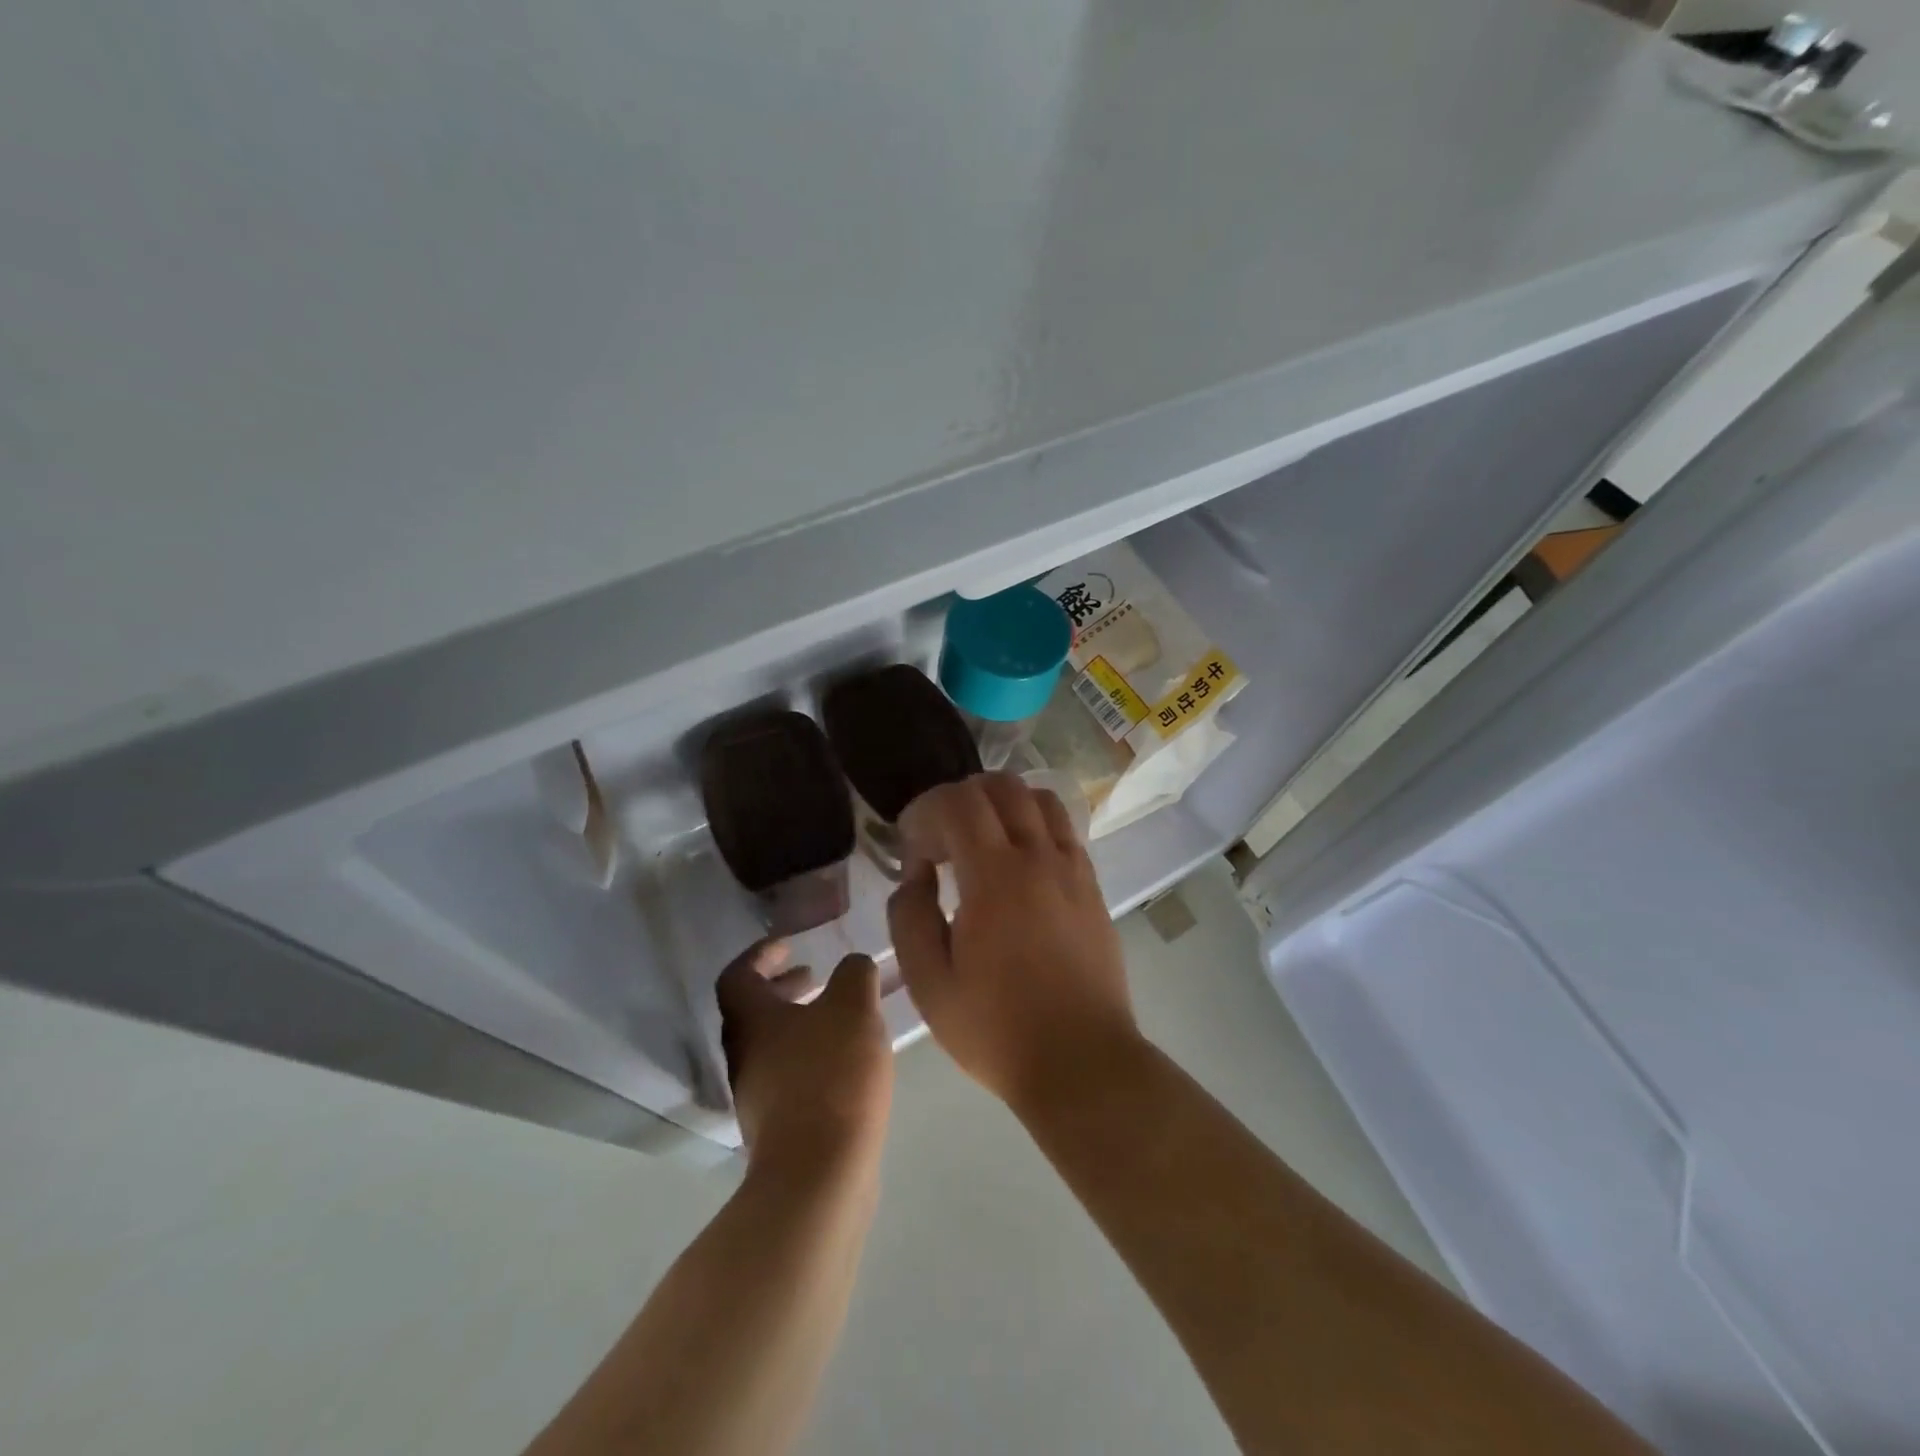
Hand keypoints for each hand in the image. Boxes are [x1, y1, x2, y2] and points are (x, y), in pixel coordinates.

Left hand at [715, 941, 893, 1172]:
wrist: (819, 1175)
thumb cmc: (831, 1076)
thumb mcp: (853, 1007)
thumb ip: (854, 974)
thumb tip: (853, 967)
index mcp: (751, 1021)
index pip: (737, 975)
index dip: (760, 954)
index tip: (789, 945)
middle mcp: (744, 1056)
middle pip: (752, 1012)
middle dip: (783, 989)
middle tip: (814, 977)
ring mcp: (758, 1097)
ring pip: (772, 1045)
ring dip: (799, 1023)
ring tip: (839, 1018)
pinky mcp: (778, 1128)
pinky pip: (789, 1076)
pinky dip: (811, 1056)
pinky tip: (847, 1063)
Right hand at [887, 773, 1142, 1111]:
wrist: (1081, 1062)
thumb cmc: (997, 1029)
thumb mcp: (929, 984)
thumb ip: (909, 916)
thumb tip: (916, 875)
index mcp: (995, 877)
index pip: (958, 802)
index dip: (924, 812)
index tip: (912, 852)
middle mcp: (1039, 857)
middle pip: (1001, 786)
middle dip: (960, 798)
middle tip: (940, 841)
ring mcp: (1073, 869)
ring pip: (1039, 798)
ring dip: (1002, 804)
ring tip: (980, 842)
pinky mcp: (1092, 887)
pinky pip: (1064, 830)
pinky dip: (1034, 824)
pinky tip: (1019, 864)